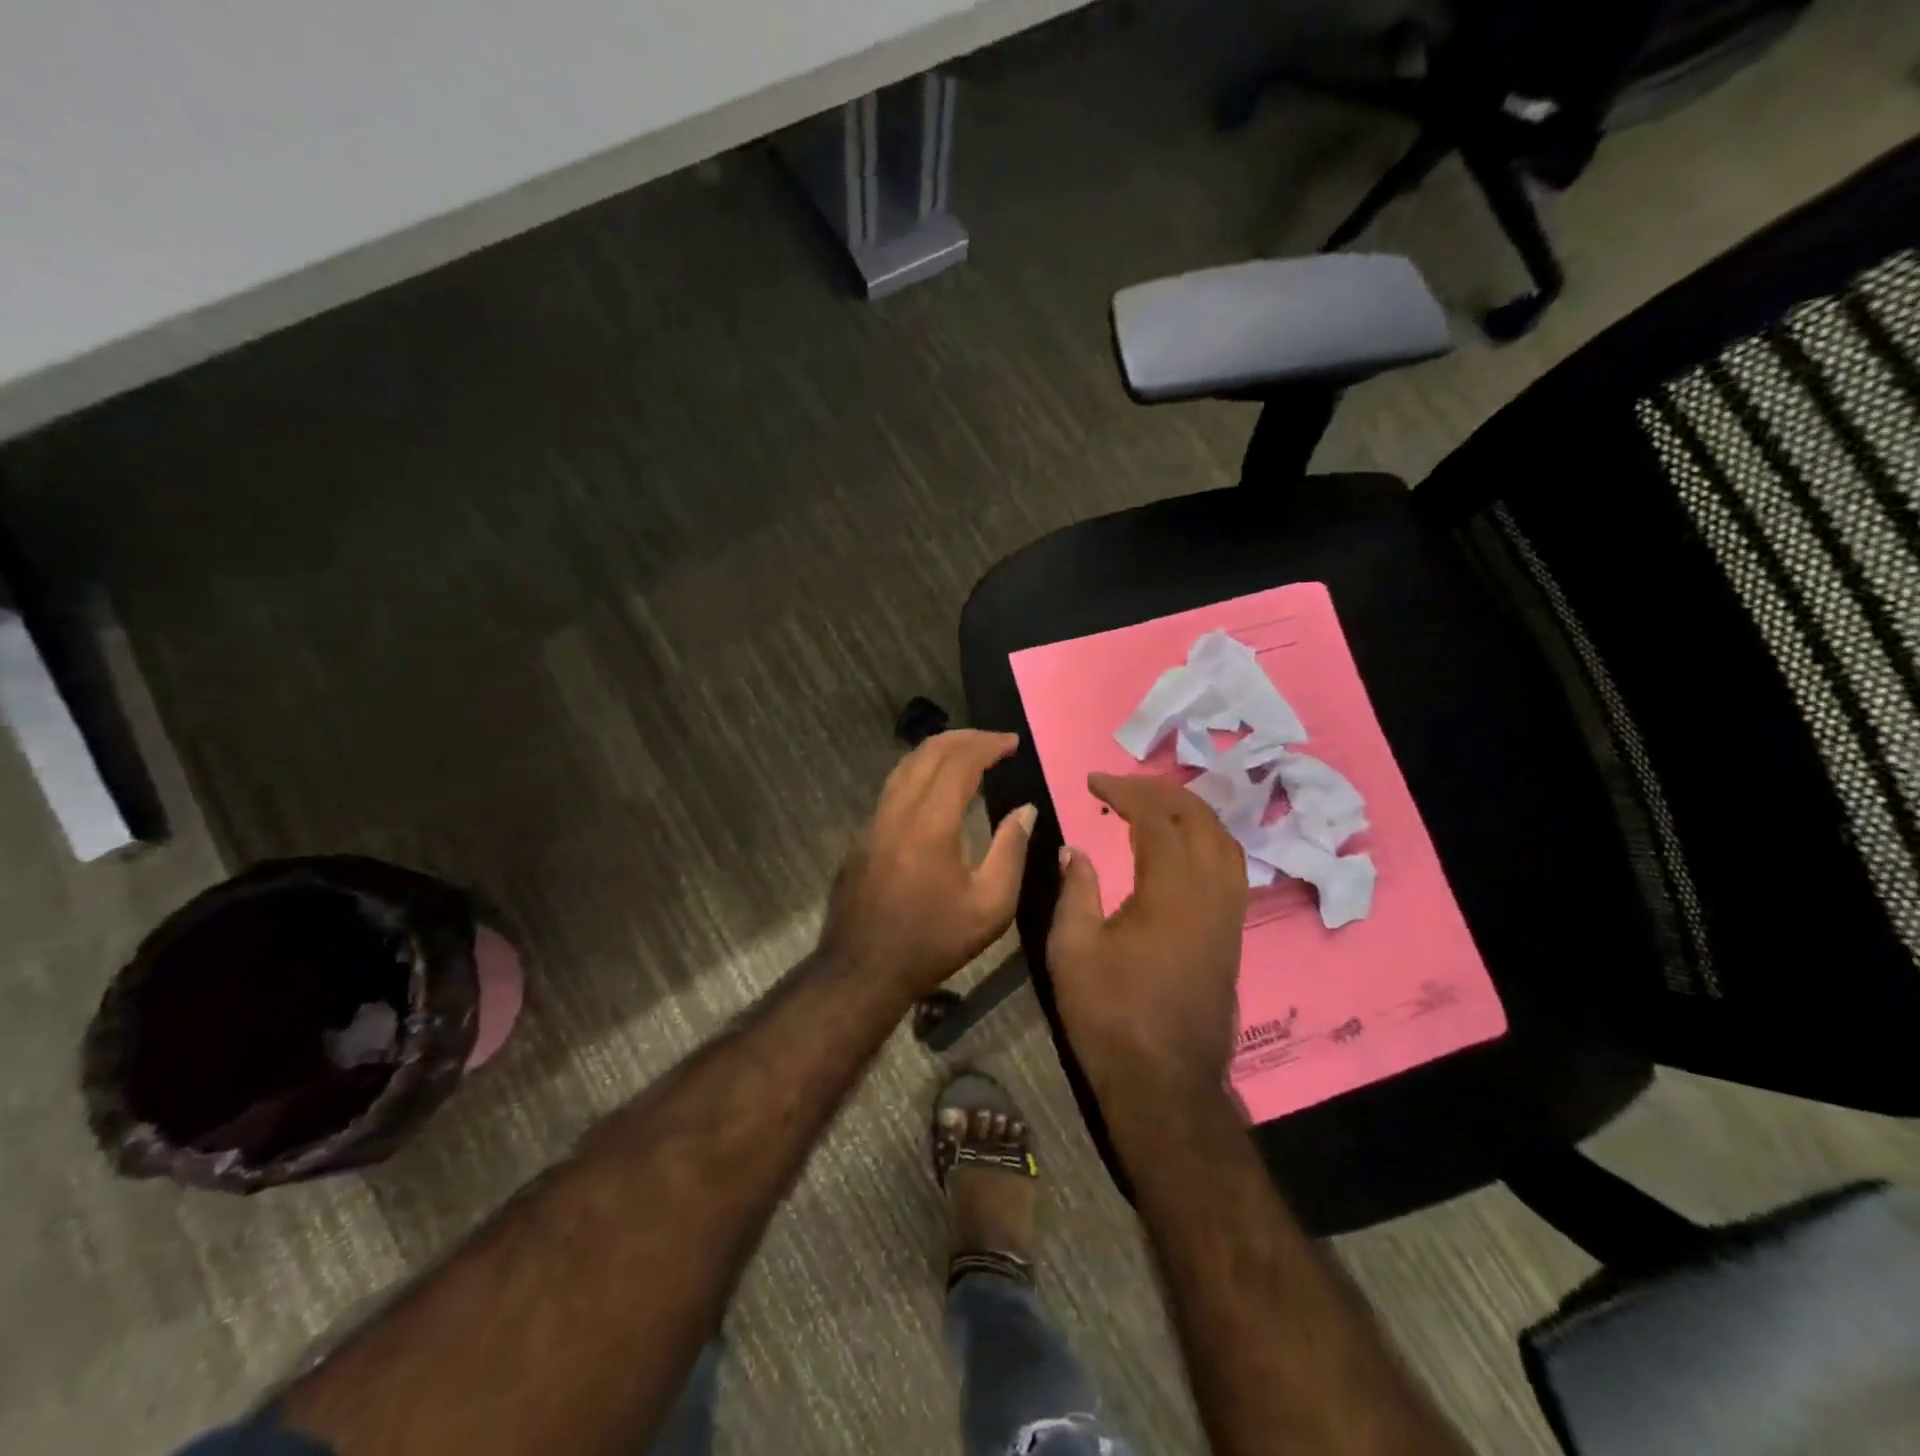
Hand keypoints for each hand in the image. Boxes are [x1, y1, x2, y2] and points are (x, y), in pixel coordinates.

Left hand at [821, 730, 1036, 998]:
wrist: (862, 969)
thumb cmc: (933, 941)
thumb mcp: (991, 906)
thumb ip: (1011, 850)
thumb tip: (1025, 810)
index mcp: (931, 822)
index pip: (959, 761)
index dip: (988, 745)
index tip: (1012, 742)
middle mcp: (897, 810)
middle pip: (928, 752)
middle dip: (964, 738)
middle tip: (994, 741)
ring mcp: (874, 821)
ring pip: (905, 766)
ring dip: (938, 751)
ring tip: (968, 754)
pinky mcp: (863, 836)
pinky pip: (893, 788)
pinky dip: (920, 773)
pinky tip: (935, 789)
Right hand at [1047, 772, 1246, 1102]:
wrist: (1165, 1084)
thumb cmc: (1111, 1016)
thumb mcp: (1072, 949)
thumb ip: (1075, 890)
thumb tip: (1075, 849)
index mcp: (1171, 891)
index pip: (1157, 818)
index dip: (1125, 792)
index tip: (1093, 783)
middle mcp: (1211, 893)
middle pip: (1200, 819)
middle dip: (1161, 792)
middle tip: (1121, 788)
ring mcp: (1230, 915)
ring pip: (1225, 841)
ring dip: (1190, 813)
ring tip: (1153, 808)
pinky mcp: (1233, 936)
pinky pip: (1231, 868)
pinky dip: (1206, 841)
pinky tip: (1181, 850)